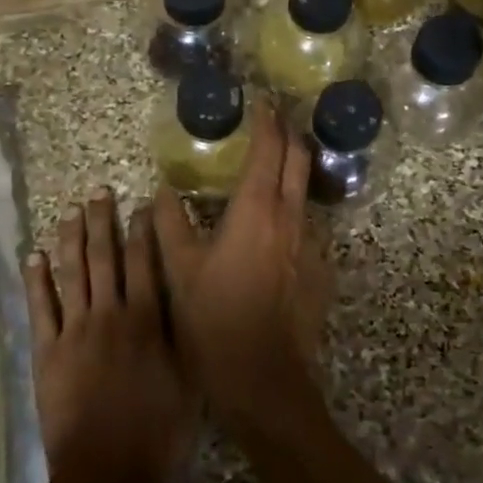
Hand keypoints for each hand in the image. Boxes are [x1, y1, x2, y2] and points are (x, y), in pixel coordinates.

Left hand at [24, 189, 195, 482]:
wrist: (107, 474)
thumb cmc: (158, 433)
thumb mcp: (190, 382)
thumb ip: (183, 336)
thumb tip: (182, 296)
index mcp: (147, 321)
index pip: (145, 263)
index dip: (142, 230)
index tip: (140, 203)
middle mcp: (110, 315)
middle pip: (105, 258)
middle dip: (102, 222)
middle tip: (98, 192)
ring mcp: (74, 331)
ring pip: (72, 273)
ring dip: (71, 239)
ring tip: (70, 211)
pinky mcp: (47, 352)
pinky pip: (40, 308)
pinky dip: (37, 280)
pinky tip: (35, 256)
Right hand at [153, 99, 333, 428]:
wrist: (265, 382)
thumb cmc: (214, 322)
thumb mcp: (179, 272)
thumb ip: (169, 226)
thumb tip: (162, 192)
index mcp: (256, 211)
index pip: (269, 150)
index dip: (267, 121)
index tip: (263, 101)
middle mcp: (291, 220)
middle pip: (299, 161)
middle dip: (289, 135)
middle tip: (275, 120)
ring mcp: (311, 248)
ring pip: (306, 195)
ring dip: (293, 173)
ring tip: (272, 170)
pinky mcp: (320, 273)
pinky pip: (308, 229)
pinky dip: (294, 213)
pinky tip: (276, 229)